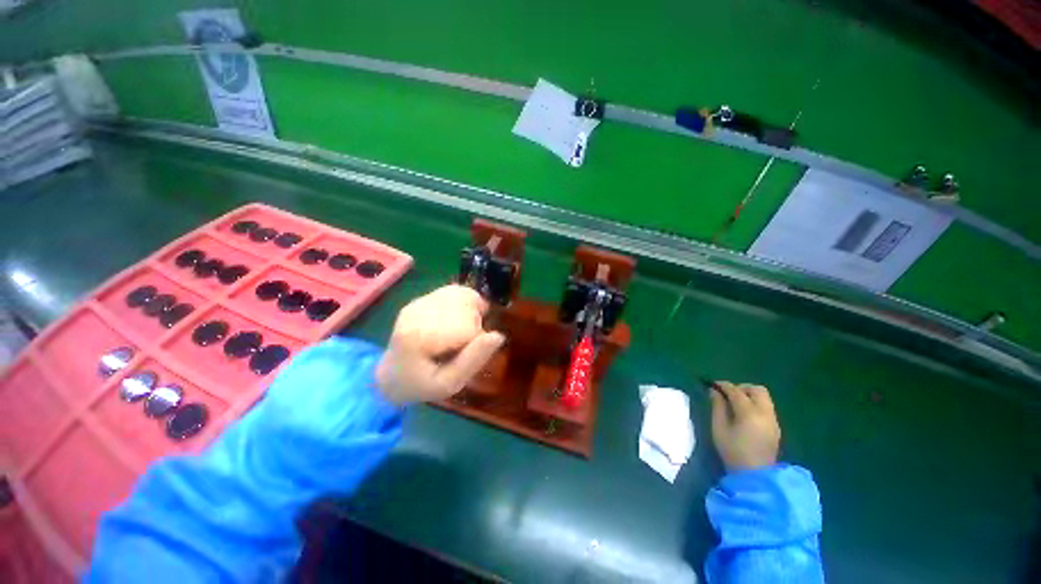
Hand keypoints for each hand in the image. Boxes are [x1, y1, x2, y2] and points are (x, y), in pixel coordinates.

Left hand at [376, 285, 504, 404]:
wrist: (392, 375)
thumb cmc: (422, 385)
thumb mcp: (449, 384)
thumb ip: (473, 361)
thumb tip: (498, 336)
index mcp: (418, 336)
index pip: (467, 328)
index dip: (476, 342)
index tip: (465, 355)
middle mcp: (416, 312)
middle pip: (466, 308)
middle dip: (475, 325)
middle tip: (462, 345)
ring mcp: (418, 302)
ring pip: (463, 295)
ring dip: (473, 311)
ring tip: (464, 329)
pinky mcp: (421, 298)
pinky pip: (455, 291)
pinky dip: (467, 301)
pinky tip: (461, 317)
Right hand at [709, 382, 780, 471]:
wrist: (755, 476)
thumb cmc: (733, 452)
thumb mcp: (718, 428)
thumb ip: (717, 407)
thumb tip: (714, 391)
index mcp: (749, 413)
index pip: (736, 391)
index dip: (723, 385)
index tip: (713, 385)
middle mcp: (765, 413)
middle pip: (756, 390)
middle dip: (741, 388)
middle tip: (728, 394)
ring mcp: (773, 420)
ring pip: (764, 397)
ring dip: (749, 395)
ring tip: (736, 404)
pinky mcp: (776, 427)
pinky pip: (767, 407)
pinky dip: (755, 404)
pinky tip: (745, 415)